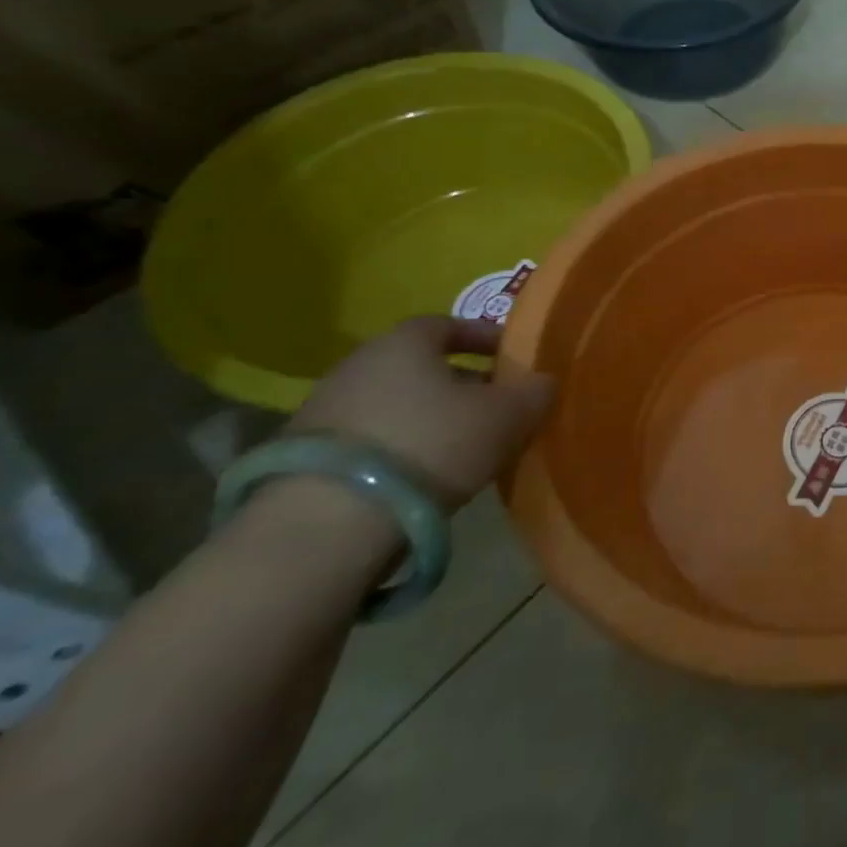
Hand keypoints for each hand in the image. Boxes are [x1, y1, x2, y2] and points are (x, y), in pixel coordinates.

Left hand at [284, 317, 554, 508]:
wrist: (329, 522)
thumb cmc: (433, 444)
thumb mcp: (507, 416)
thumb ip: (534, 391)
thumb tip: (543, 381)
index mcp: (404, 342)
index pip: (448, 324)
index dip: (484, 338)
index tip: (513, 358)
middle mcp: (358, 364)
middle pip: (420, 365)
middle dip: (461, 381)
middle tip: (496, 406)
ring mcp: (324, 410)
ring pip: (395, 402)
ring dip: (429, 416)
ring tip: (465, 445)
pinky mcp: (303, 457)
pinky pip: (370, 438)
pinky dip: (401, 446)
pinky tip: (423, 474)